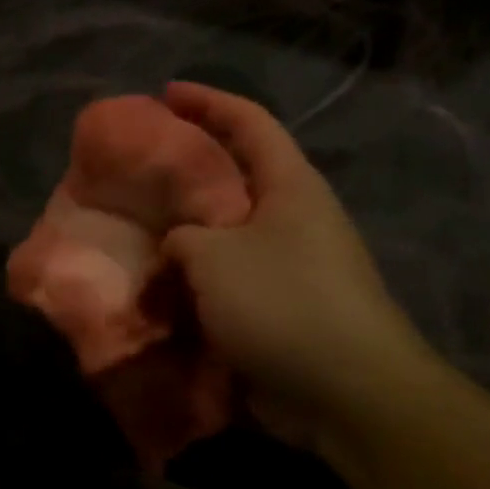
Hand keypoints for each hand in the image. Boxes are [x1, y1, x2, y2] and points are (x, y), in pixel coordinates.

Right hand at [161, 83, 439, 453]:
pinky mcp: (280, 308)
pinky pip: (226, 279)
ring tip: (140, 228)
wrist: (349, 394)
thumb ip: (182, 237)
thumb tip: (176, 248)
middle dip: (190, 167)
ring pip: (227, 232)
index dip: (208, 100)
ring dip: (186, 232)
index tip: (165, 94)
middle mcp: (294, 217)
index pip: (249, 121)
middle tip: (141, 167)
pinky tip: (158, 287)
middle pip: (237, 174)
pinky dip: (193, 279)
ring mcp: (290, 265)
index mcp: (290, 186)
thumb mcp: (213, 256)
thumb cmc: (283, 303)